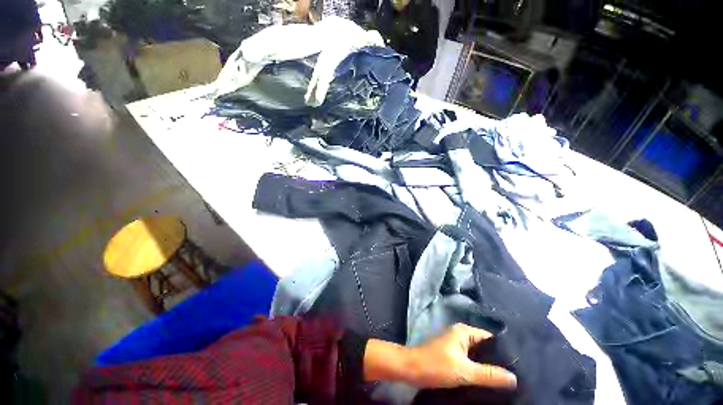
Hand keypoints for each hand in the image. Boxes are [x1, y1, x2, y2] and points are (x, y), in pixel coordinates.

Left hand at [363, 323, 516, 389]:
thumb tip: (515, 378)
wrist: (412, 369)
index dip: (505, 351)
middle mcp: (461, 336)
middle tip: (517, 377)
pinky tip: (490, 383)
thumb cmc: (436, 365)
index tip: (521, 366)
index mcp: (464, 332)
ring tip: (508, 382)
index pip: (490, 339)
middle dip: (498, 361)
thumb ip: (489, 374)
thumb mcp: (464, 371)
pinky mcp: (453, 357)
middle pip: (485, 348)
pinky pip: (471, 363)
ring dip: (489, 368)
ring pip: (478, 357)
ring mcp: (456, 346)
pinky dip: (479, 371)